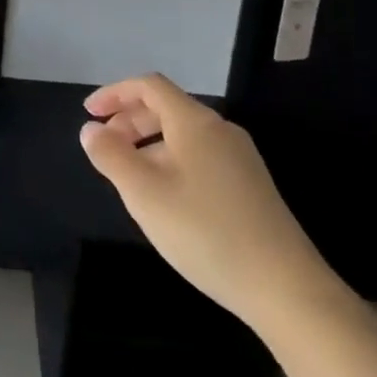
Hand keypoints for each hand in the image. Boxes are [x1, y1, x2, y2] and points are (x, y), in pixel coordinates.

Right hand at [80, 74, 349, 335]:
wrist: (286, 289)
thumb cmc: (205, 232)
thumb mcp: (143, 193)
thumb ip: (110, 155)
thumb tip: (91, 130)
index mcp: (195, 122)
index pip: (149, 86)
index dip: (115, 93)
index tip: (89, 113)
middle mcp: (221, 131)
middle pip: (166, 108)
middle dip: (129, 120)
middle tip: (104, 147)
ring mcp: (241, 159)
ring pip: (183, 135)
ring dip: (148, 144)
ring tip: (128, 176)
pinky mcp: (251, 187)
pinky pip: (200, 156)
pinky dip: (170, 161)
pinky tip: (165, 198)